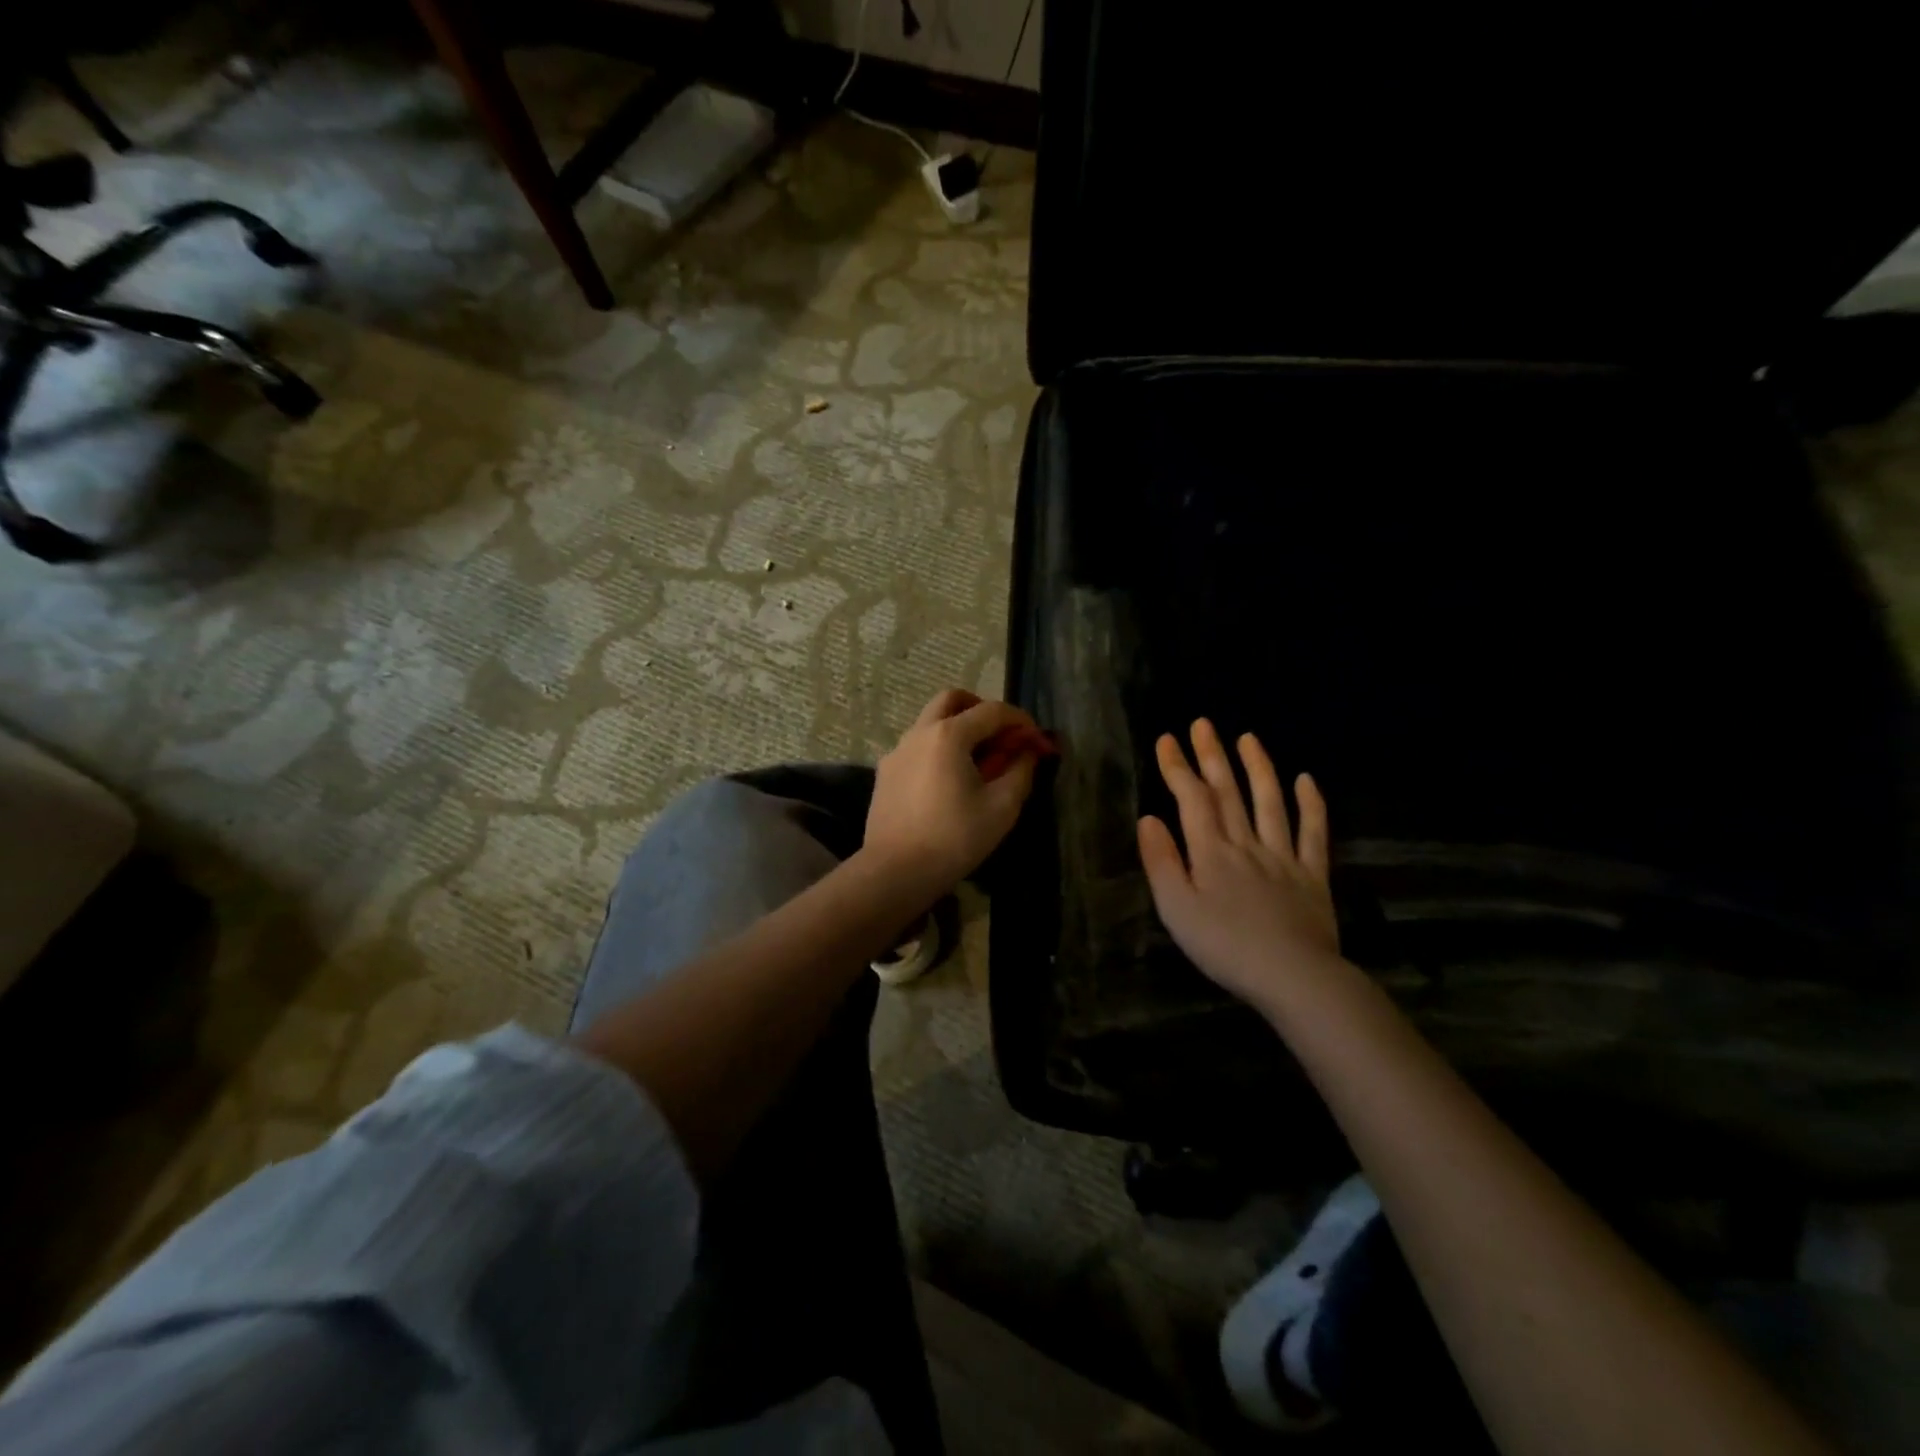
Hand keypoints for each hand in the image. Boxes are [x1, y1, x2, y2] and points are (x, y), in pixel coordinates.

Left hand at [865, 689, 1051, 897]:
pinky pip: (917, 747)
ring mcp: (897, 752)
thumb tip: (1028, 752)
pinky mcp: (885, 773)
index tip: (1036, 740)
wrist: (896, 872)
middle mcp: (919, 733)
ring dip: (958, 729)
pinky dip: (938, 749)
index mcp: (949, 735)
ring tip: (977, 762)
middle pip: (952, 700)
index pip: (992, 711)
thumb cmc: (954, 838)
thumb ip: (1020, 772)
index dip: (1021, 721)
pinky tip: (949, 781)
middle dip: (981, 709)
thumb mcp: (1001, 807)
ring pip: (930, 722)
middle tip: (1001, 736)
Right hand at [1137, 720, 1338, 1007]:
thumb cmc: (1224, 947)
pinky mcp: (1312, 875)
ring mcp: (1283, 857)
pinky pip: (1313, 833)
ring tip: (1248, 738)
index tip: (1168, 739)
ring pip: (1270, 803)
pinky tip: (1307, 780)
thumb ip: (1161, 862)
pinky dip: (1311, 805)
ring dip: (1258, 768)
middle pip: (1228, 792)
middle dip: (1212, 756)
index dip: (1178, 767)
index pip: (1192, 800)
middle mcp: (1246, 844)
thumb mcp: (1176, 909)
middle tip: (1203, 724)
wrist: (1292, 977)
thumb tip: (1149, 819)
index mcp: (1210, 853)